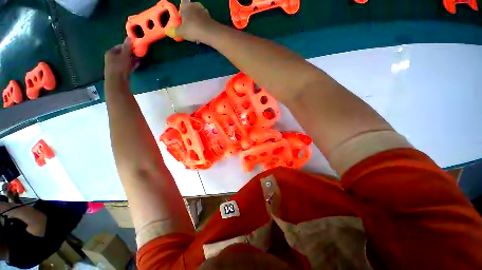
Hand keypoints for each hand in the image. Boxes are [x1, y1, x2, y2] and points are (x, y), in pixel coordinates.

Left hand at [104, 38, 139, 80]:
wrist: (117, 82)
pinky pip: (126, 66)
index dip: (128, 46)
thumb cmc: (119, 67)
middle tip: (138, 54)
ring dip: (132, 59)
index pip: (120, 46)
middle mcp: (111, 58)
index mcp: (110, 52)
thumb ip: (127, 47)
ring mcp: (115, 66)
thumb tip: (129, 37)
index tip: (135, 48)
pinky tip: (137, 65)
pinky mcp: (120, 72)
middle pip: (122, 54)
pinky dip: (131, 65)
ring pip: (125, 60)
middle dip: (131, 53)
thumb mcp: (124, 55)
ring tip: (139, 59)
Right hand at [165, 0, 216, 42]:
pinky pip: (204, 22)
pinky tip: (202, 34)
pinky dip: (202, 27)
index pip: (183, 3)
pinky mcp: (210, 19)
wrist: (210, 33)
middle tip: (188, 27)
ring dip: (196, 23)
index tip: (182, 18)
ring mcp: (204, 11)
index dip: (182, 10)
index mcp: (186, 5)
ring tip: (195, 33)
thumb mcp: (181, 31)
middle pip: (191, 10)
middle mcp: (195, 6)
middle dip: (189, 18)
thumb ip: (174, 31)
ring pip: (198, 16)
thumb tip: (167, 32)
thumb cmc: (193, 29)